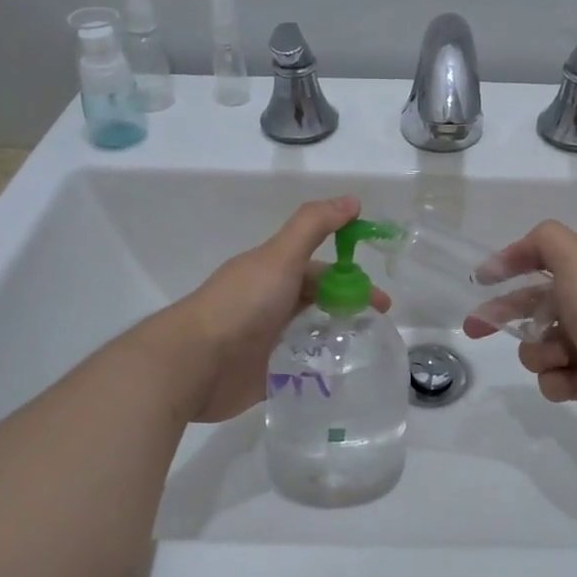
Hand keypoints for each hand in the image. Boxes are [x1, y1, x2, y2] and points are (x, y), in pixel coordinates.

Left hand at [174, 196, 391, 423]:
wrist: (194, 363)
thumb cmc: (241, 304)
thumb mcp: (280, 256)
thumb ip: (314, 226)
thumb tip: (352, 200)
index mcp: (273, 273)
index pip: (320, 271)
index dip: (351, 279)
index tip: (381, 299)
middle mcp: (270, 303)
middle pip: (317, 301)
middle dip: (348, 308)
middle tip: (379, 326)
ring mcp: (266, 341)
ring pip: (310, 334)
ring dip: (336, 338)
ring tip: (366, 351)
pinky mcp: (264, 376)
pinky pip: (299, 369)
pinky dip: (320, 369)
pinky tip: (342, 376)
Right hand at [466, 220, 576, 442]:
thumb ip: (545, 241)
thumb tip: (520, 250)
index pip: (542, 260)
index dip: (510, 264)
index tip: (481, 279)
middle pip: (532, 305)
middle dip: (501, 315)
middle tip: (474, 328)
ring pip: (538, 346)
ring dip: (539, 353)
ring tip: (559, 358)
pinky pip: (552, 378)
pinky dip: (558, 380)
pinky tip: (574, 381)